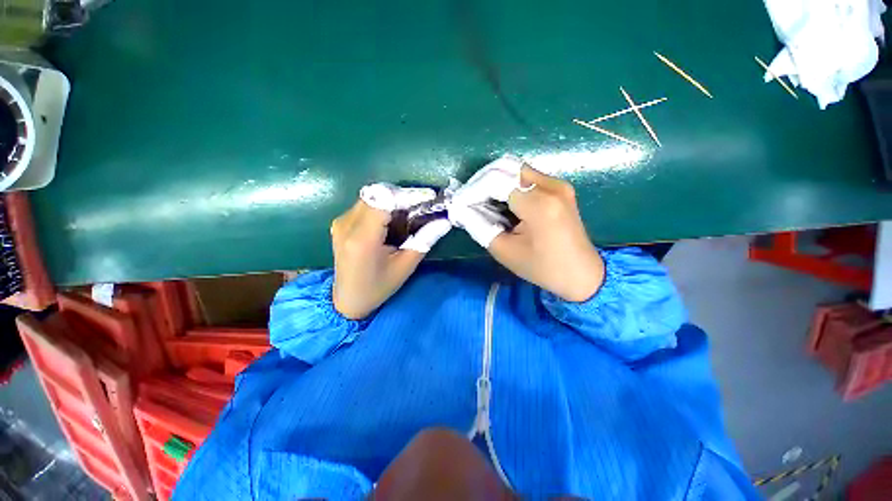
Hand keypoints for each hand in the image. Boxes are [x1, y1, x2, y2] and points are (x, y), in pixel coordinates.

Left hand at [330, 184, 450, 318]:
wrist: (348, 300)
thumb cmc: (378, 287)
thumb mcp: (405, 267)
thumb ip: (425, 240)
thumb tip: (444, 221)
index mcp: (362, 238)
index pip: (384, 200)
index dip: (408, 195)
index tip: (429, 197)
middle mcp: (346, 224)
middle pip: (377, 194)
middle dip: (403, 197)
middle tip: (423, 205)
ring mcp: (340, 222)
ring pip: (371, 197)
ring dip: (393, 201)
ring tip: (411, 212)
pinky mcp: (340, 223)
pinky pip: (365, 205)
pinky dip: (383, 207)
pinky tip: (394, 220)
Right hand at [450, 159, 604, 301]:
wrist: (583, 275)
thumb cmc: (543, 268)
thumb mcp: (505, 251)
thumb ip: (480, 226)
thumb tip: (462, 209)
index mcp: (539, 204)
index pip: (496, 182)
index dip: (473, 191)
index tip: (459, 204)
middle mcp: (551, 186)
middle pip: (506, 169)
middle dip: (482, 182)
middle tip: (468, 201)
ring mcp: (559, 184)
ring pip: (516, 171)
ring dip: (495, 183)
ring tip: (481, 203)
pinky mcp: (560, 189)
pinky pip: (527, 179)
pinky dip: (509, 186)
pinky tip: (500, 203)